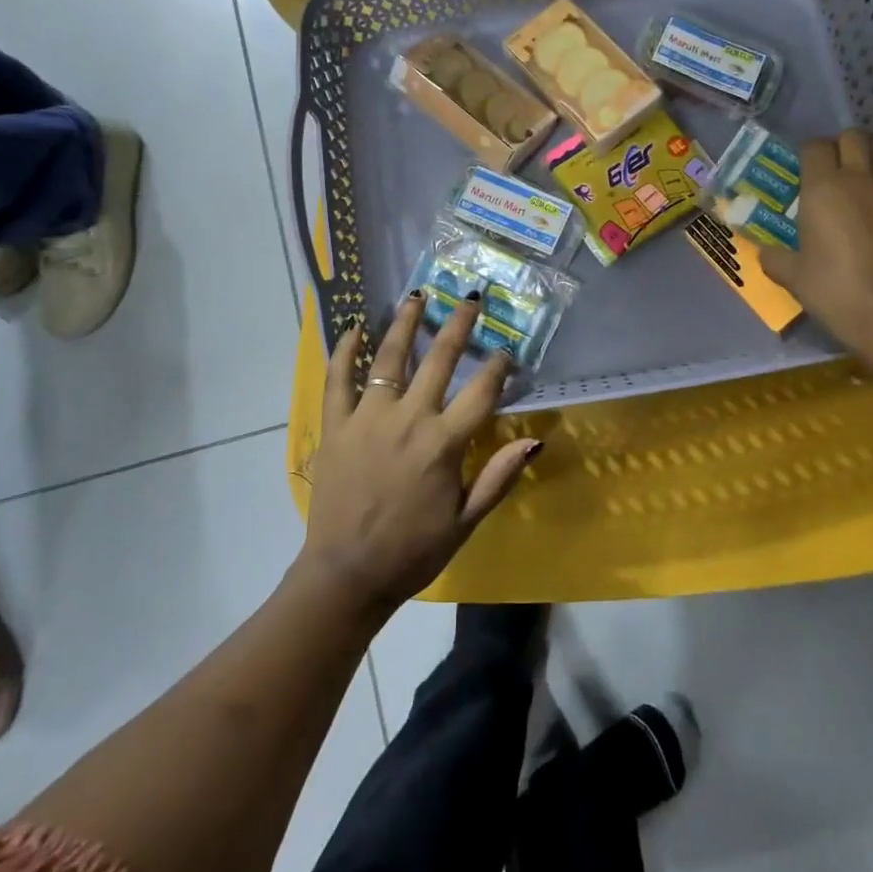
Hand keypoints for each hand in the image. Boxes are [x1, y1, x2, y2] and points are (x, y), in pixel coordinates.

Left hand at [301, 293, 539, 617]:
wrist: (347, 574)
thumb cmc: (413, 551)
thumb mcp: (466, 521)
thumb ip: (499, 476)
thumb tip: (535, 440)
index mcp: (444, 443)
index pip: (481, 392)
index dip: (497, 366)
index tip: (505, 350)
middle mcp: (409, 419)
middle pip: (439, 360)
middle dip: (458, 325)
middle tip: (469, 300)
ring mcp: (369, 417)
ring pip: (389, 358)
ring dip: (405, 324)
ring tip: (417, 297)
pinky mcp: (337, 425)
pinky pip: (338, 379)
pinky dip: (345, 351)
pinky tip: (353, 328)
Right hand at [757, 130, 872, 352]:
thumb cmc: (837, 293)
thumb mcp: (795, 279)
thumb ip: (777, 259)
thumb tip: (765, 253)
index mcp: (823, 188)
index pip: (815, 146)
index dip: (809, 154)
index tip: (804, 171)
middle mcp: (863, 178)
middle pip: (856, 136)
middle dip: (844, 147)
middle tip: (835, 171)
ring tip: (866, 184)